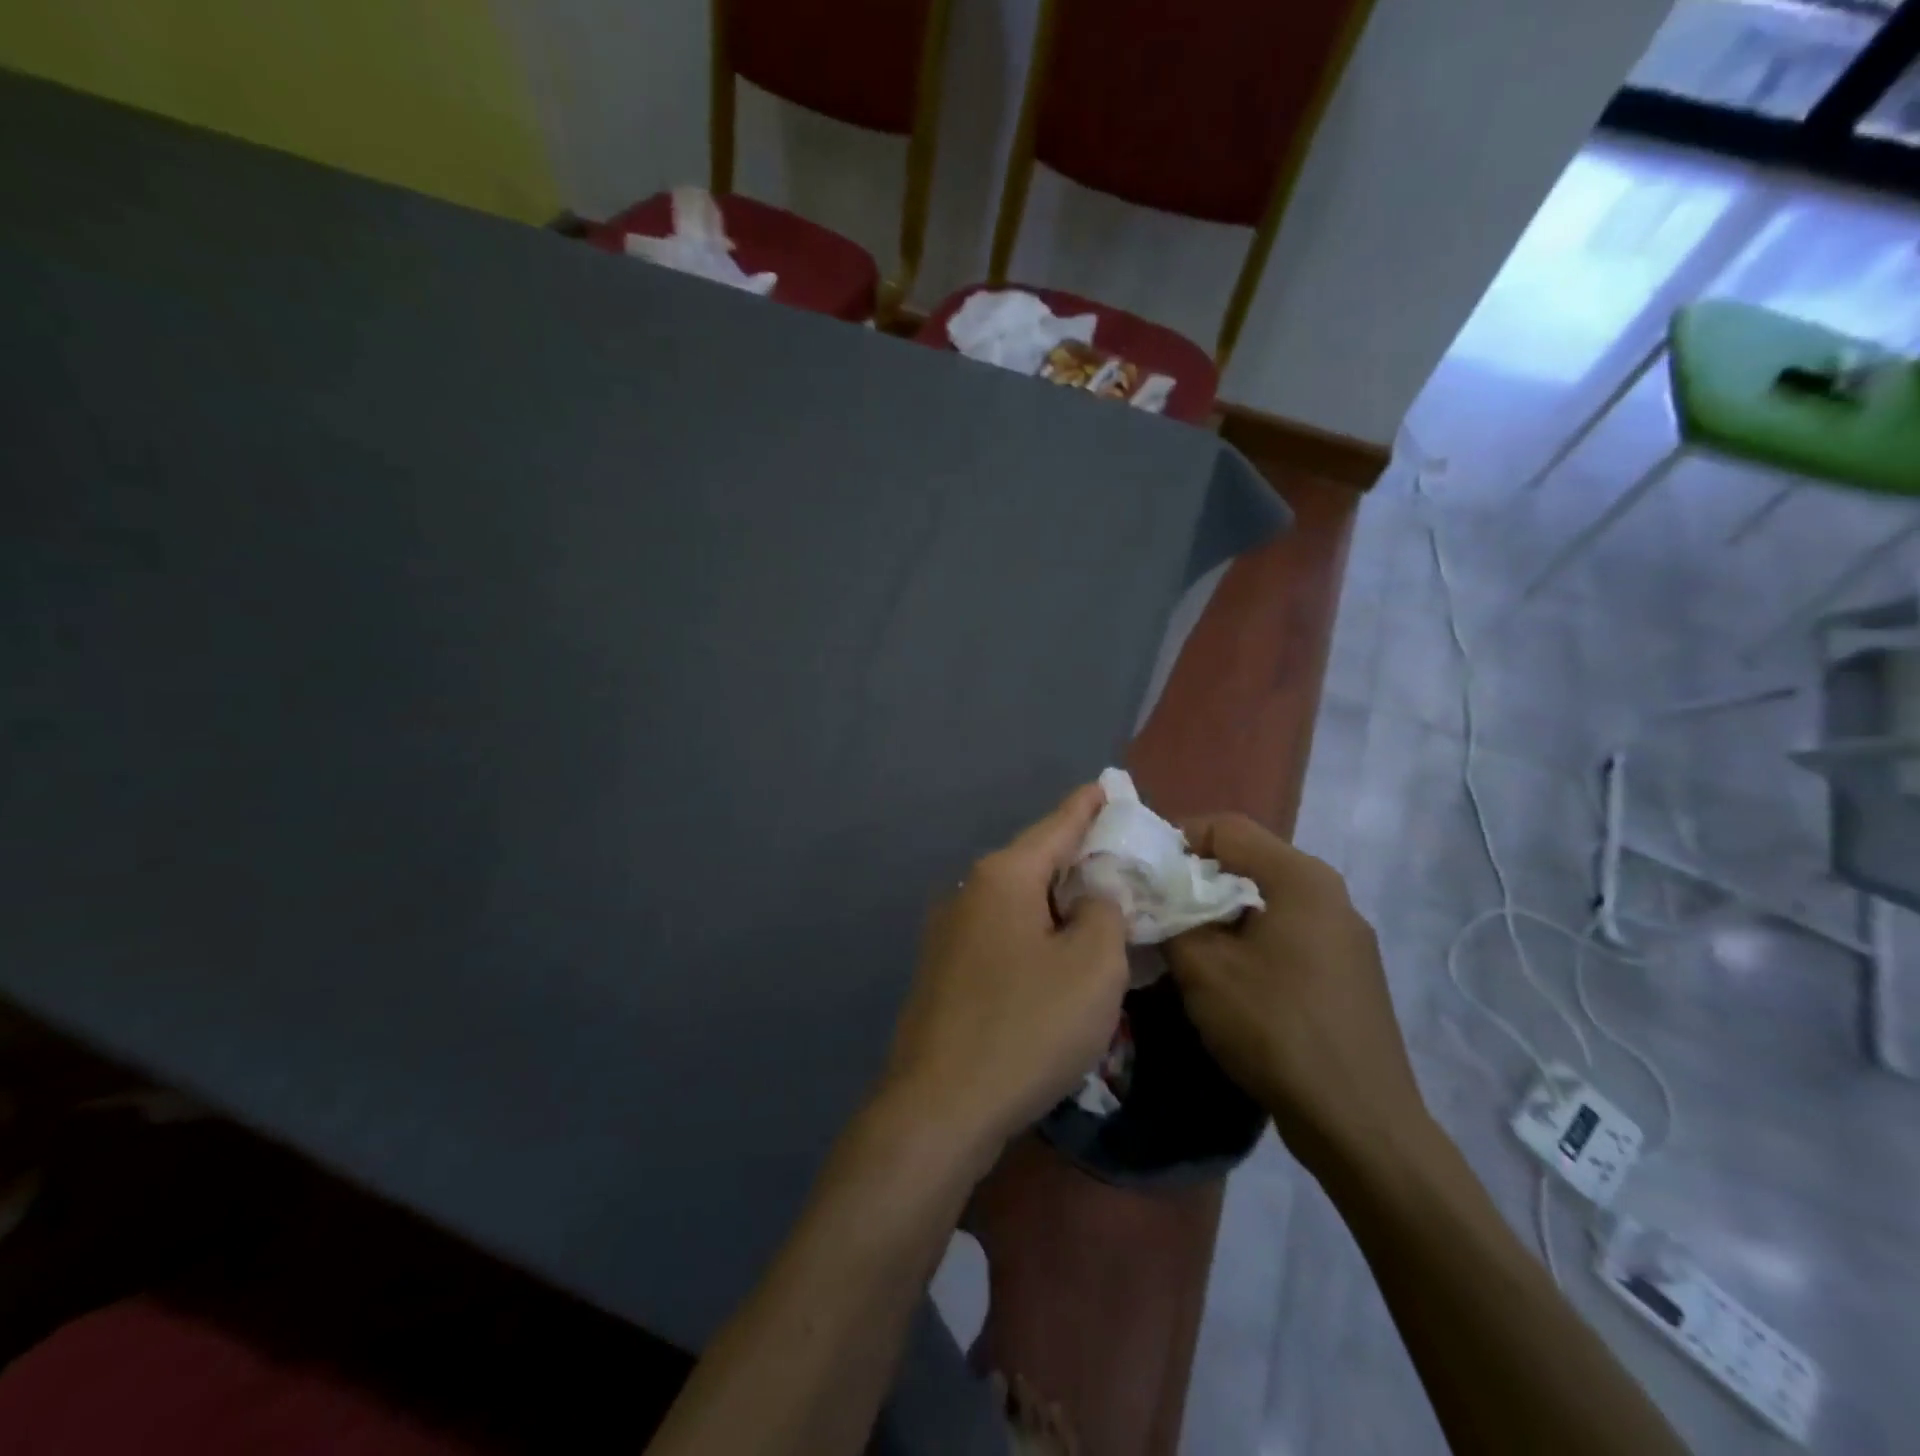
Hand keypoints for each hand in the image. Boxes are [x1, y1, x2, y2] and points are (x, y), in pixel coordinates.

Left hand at [880, 784, 1127, 1161]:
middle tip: (1119, 858)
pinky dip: (1034, 932)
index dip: (1088, 806)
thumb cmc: (1027, 1026)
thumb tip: (1093, 895)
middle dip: (1077, 857)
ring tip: (1095, 906)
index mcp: (1004, 876)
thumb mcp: (1092, 966)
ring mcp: (949, 931)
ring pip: (1017, 900)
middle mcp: (970, 891)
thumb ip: (1104, 912)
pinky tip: (1054, 954)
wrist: (940, 1106)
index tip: (1107, 787)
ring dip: (1056, 900)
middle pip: (1035, 860)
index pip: (1057, 824)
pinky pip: (1002, 933)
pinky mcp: (944, 970)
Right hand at [1165, 815, 1428, 1174]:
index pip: (1225, 827)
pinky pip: (1284, 933)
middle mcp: (1329, 894)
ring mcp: (1343, 935)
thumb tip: (1150, 896)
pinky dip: (1246, 939)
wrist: (1360, 1124)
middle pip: (1246, 861)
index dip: (1175, 838)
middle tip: (1153, 906)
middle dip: (1192, 878)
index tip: (1140, 870)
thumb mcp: (1203, 968)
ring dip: (1216, 912)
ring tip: (1180, 941)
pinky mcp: (1345, 972)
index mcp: (1300, 877)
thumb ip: (1169, 917)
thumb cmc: (1276, 1029)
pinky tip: (1223, 976)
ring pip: (1263, 900)